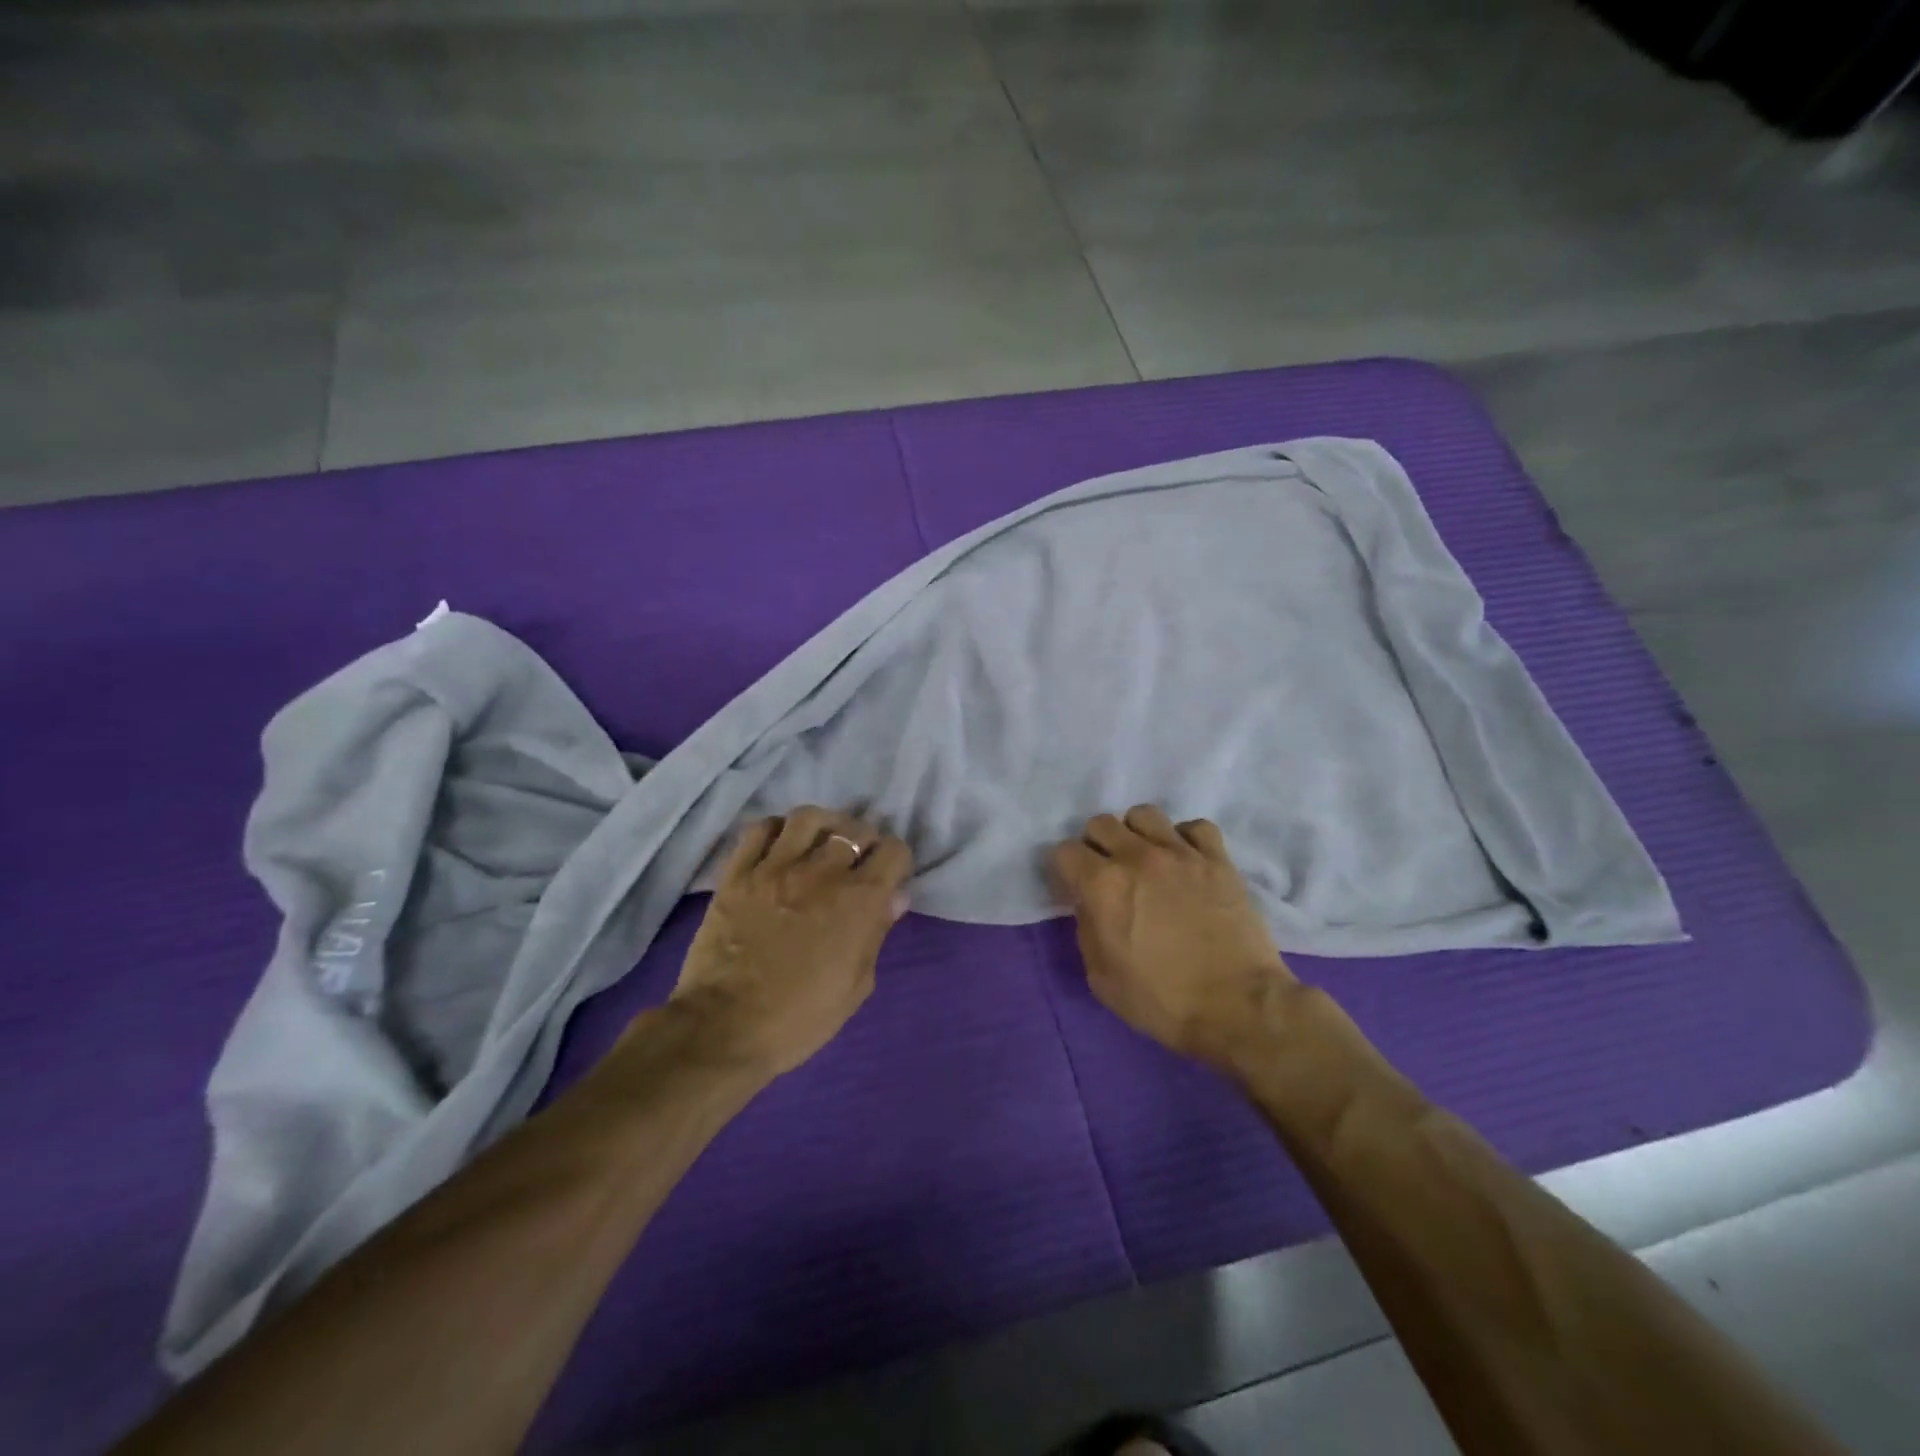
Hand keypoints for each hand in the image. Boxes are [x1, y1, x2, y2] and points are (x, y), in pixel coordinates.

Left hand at [671, 807, 911, 1077]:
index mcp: (859, 901)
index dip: (895, 861)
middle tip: (855, 860)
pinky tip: (780, 847)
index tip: (887, 877)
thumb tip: (894, 897)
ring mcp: (774, 868)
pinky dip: (776, 830)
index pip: (893, 851)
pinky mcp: (737, 872)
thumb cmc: (800, 1018)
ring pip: (808, 818)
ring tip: (820, 843)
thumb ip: (877, 933)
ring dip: (823, 825)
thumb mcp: (857, 985)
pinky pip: (760, 830)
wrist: (724, 1029)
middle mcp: (822, 872)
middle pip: (854, 829)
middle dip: (863, 841)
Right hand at [1050, 805, 1298, 1069]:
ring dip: (1137, 834)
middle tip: (1108, 873)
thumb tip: (1091, 904)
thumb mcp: (1101, 977)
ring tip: (1146, 859)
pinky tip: (1186, 861)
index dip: (1065, 871)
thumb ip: (1087, 929)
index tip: (1074, 889)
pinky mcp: (1218, 859)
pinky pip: (1195, 827)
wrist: (1237, 1007)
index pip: (1064, 852)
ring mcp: (1181, 853)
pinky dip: (1185, 839)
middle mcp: (1137, 857)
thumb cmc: (1162, 1001)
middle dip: (1096, 846)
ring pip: (1145, 814)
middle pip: (1101, 823)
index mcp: (1102, 885)